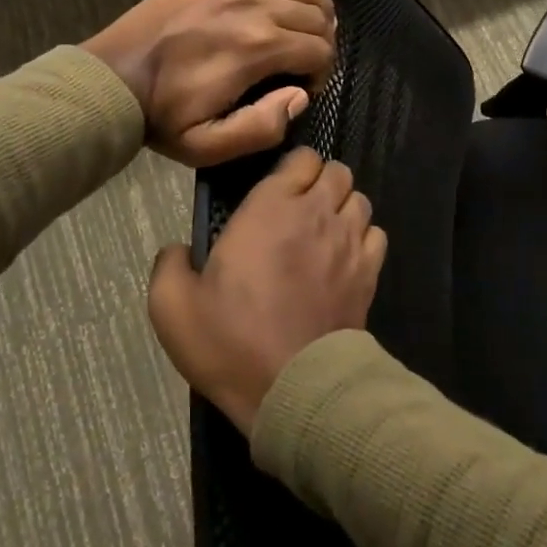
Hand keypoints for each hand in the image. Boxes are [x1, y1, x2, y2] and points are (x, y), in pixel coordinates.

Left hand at [85, 0, 336, 167]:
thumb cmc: (162, 116)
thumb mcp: (209, 145)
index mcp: (257, 48)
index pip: (318, 50)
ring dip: (317, 6)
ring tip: (316, 25)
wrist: (111, 80)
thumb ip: (263, 127)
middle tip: (308, 62)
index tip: (305, 88)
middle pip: (314, 15)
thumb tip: (300, 96)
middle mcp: (253, 6)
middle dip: (323, 40)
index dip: (322, 72)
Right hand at [148, 148, 386, 432]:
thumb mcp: (171, 305)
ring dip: (343, 207)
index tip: (276, 190)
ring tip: (323, 231)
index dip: (291, 168)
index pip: (301, 158)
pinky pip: (377, 235)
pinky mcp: (369, 275)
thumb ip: (169, 264)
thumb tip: (178, 250)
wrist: (293, 388)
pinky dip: (363, 237)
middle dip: (321, 181)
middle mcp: (317, 214)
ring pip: (360, 200)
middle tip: (299, 208)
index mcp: (270, 208)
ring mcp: (349, 244)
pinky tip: (345, 258)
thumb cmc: (231, 340)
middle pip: (338, 172)